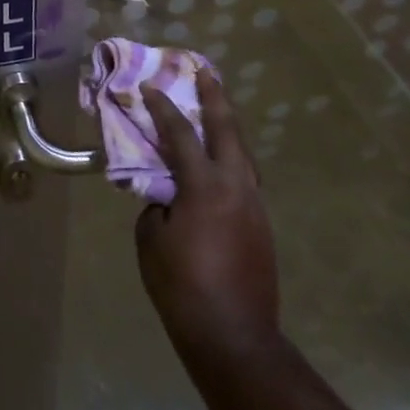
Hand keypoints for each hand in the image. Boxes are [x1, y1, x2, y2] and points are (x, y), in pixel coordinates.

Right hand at [136, 71, 281, 374]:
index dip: (162, 108)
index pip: (181, 134)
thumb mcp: (151, 239)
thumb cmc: (182, 286)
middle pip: (228, 130)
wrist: (234, 337)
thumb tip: (167, 196)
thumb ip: (157, 204)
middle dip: (215, 98)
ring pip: (243, 153)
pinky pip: (245, 178)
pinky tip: (220, 164)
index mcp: (205, 185)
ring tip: (215, 110)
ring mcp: (254, 206)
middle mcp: (237, 186)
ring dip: (228, 127)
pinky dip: (232, 159)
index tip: (148, 87)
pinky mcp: (261, 226)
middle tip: (205, 73)